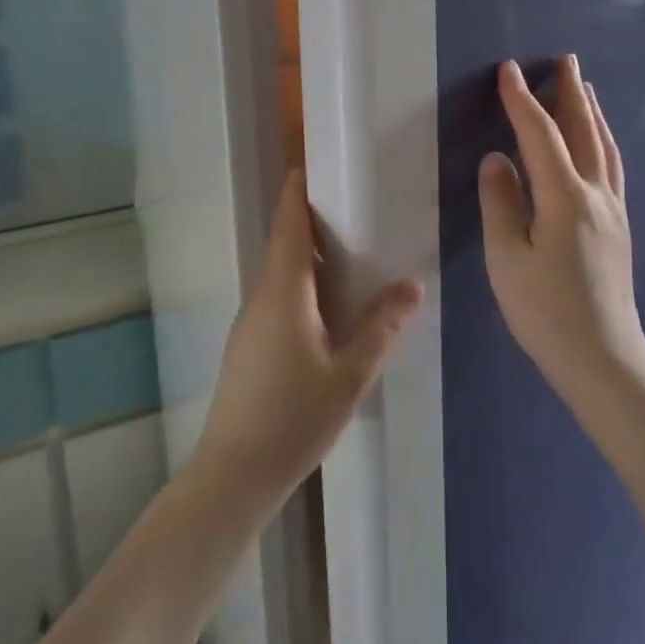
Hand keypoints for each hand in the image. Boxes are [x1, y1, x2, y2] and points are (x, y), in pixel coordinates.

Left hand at [192, 170, 422, 508]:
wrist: (234, 475)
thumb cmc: (294, 417)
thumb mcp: (349, 374)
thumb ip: (380, 328)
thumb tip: (411, 287)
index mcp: (283, 292)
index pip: (286, 226)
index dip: (296, 194)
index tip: (309, 168)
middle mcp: (260, 298)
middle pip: (281, 246)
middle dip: (308, 223)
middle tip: (349, 211)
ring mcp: (249, 324)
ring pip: (278, 275)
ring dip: (305, 258)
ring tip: (346, 256)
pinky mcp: (247, 347)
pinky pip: (275, 299)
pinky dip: (299, 287)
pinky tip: (326, 310)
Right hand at [478, 56, 644, 397]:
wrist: (604, 356)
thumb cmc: (545, 311)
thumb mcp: (507, 258)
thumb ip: (501, 202)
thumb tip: (497, 158)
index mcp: (565, 197)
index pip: (540, 135)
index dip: (523, 100)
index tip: (509, 70)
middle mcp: (596, 194)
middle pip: (584, 130)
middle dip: (570, 92)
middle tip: (564, 59)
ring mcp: (613, 209)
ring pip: (604, 146)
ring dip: (592, 111)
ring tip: (584, 87)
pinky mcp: (619, 225)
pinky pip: (613, 165)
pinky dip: (604, 140)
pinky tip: (600, 142)